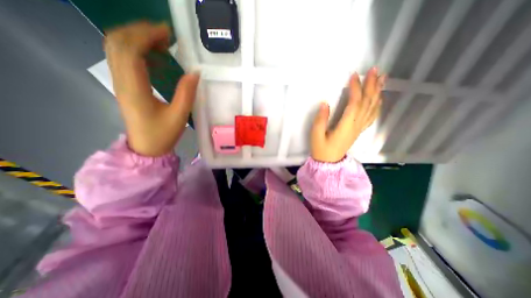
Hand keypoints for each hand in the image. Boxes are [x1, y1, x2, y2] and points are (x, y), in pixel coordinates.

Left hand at [103, 22, 198, 157]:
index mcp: (135, 89)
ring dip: (136, 38)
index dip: (146, 35)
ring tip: (161, 41)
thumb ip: (186, 93)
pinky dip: (136, 49)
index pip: (130, 50)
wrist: (147, 147)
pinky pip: (123, 58)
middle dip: (140, 31)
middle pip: (117, 42)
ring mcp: (120, 82)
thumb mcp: (179, 115)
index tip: (168, 33)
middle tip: (165, 35)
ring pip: (117, 48)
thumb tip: (195, 72)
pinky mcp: (124, 86)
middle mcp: (121, 81)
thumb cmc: (162, 134)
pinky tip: (154, 55)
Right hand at [310, 68, 383, 162]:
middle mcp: (356, 125)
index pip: (354, 103)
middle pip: (367, 103)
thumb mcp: (316, 135)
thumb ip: (320, 120)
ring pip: (372, 108)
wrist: (329, 162)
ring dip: (377, 92)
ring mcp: (359, 128)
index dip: (355, 88)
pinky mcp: (358, 130)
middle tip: (374, 70)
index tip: (353, 75)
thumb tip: (325, 104)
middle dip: (371, 85)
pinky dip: (377, 105)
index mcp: (346, 126)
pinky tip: (379, 98)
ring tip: (382, 78)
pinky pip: (372, 116)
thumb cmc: (321, 149)